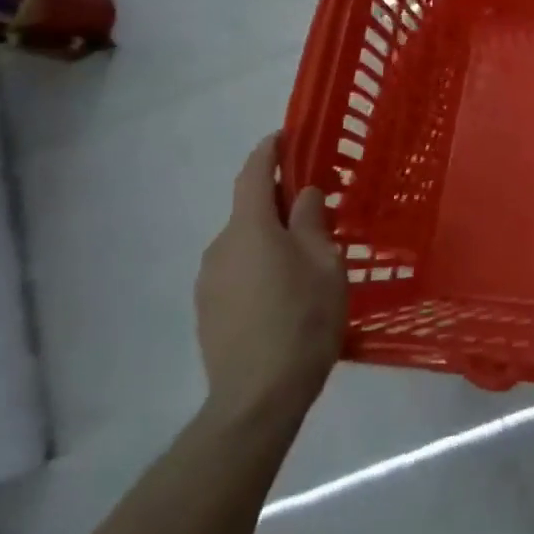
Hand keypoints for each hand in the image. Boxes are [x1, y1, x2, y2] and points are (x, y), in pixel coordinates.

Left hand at [195, 134, 346, 430]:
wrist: (257, 397)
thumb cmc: (302, 319)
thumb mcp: (325, 263)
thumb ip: (313, 222)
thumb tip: (304, 194)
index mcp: (250, 228)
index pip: (253, 174)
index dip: (268, 151)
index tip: (284, 135)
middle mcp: (220, 247)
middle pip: (249, 210)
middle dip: (279, 202)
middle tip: (316, 209)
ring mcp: (209, 281)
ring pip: (244, 243)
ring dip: (271, 238)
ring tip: (305, 257)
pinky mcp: (208, 310)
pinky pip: (237, 270)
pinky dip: (260, 265)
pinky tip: (285, 291)